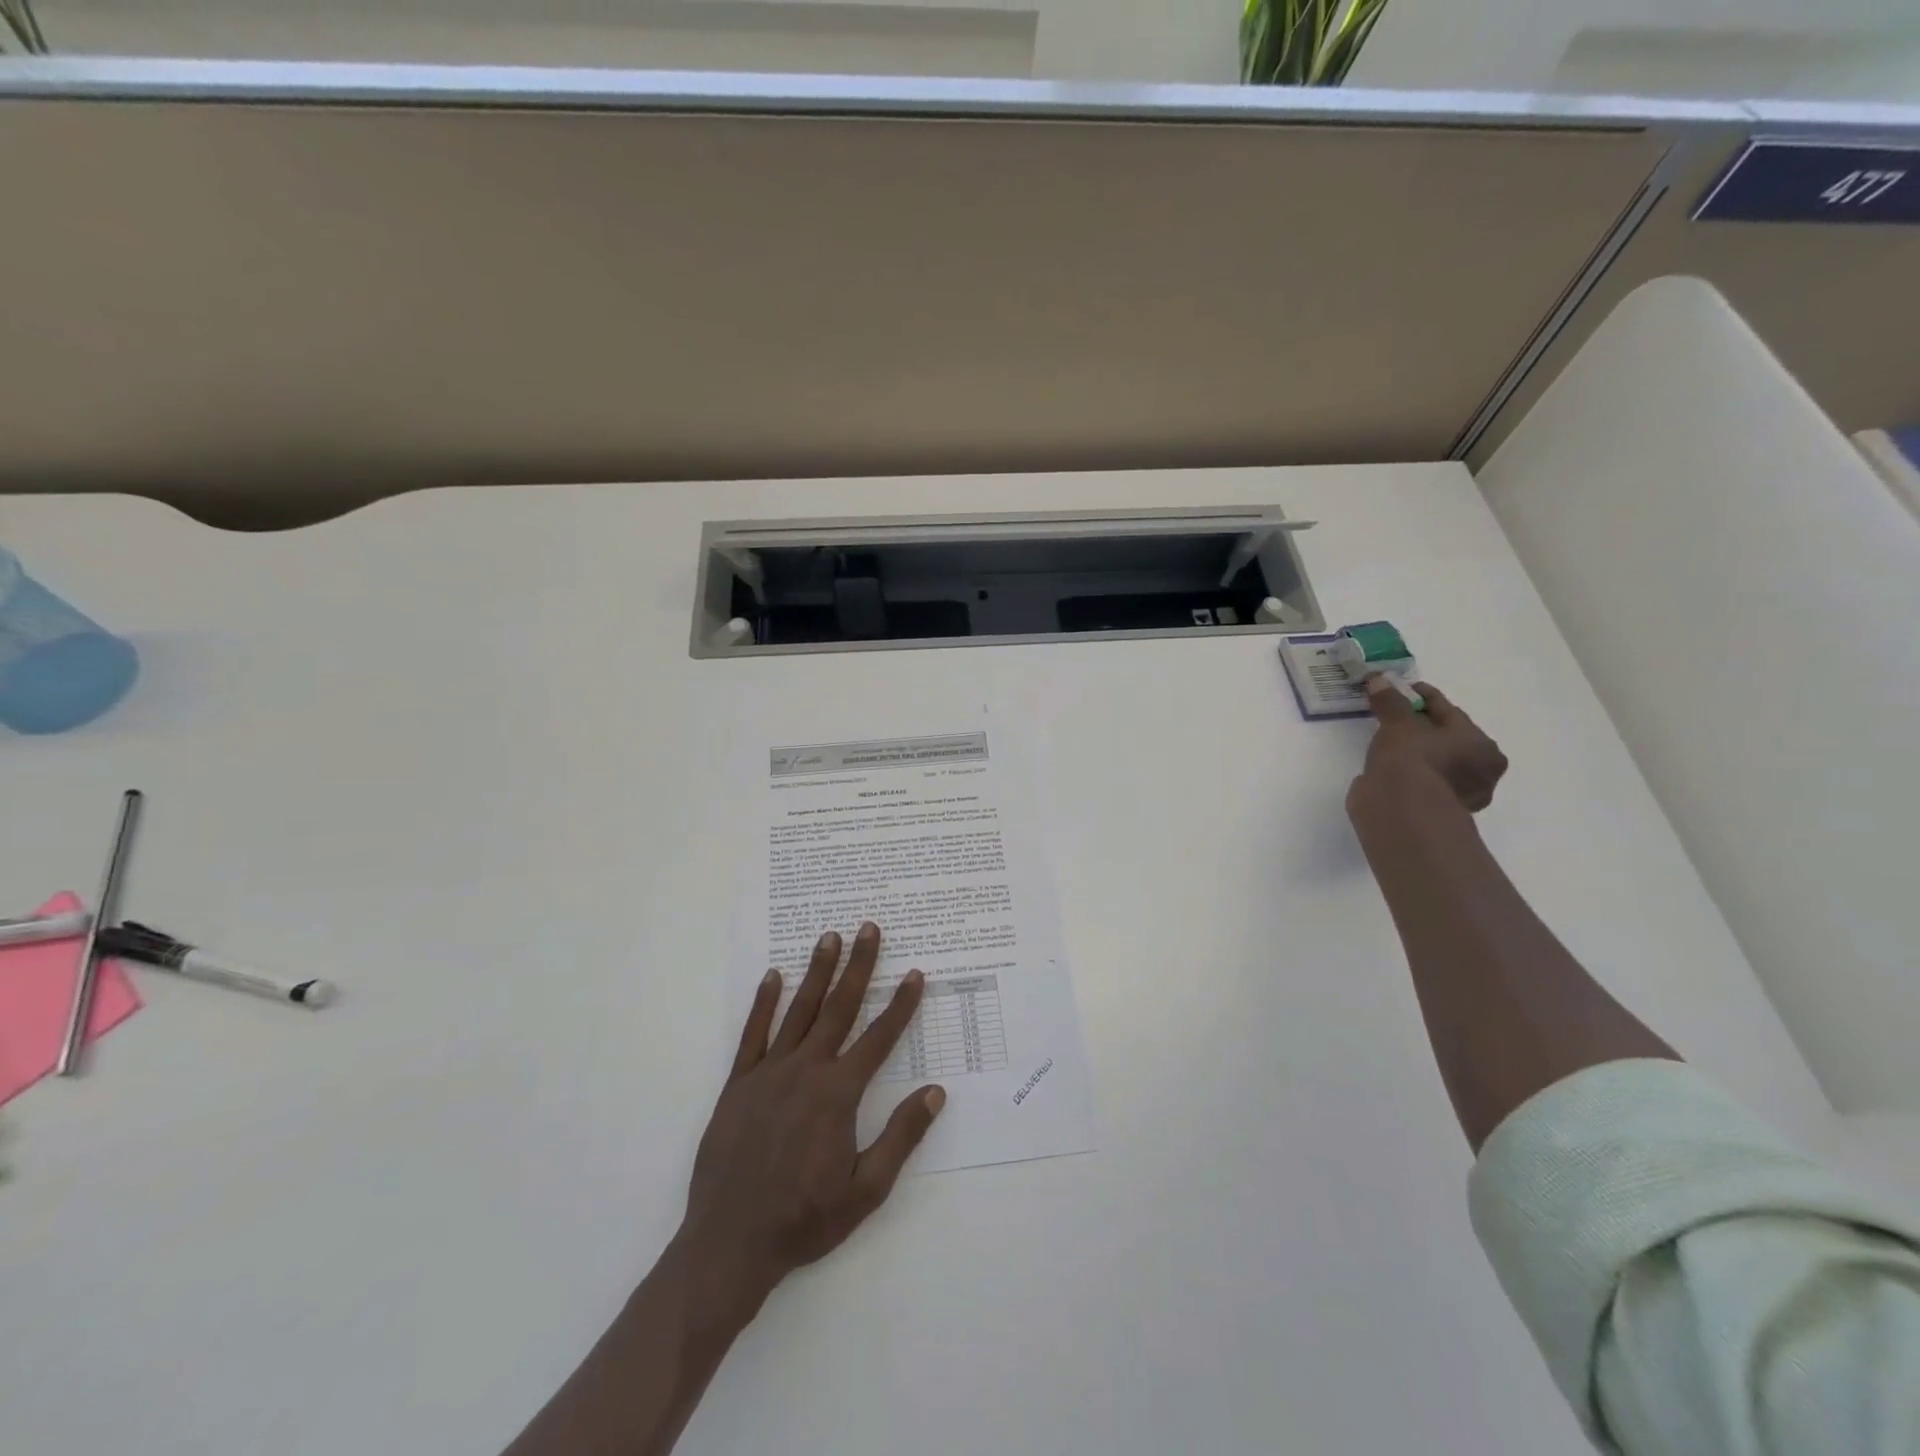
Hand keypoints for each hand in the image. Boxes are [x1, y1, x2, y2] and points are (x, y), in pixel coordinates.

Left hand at [680, 922, 944, 1317]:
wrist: (729, 1244)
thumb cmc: (804, 1220)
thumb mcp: (866, 1190)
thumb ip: (901, 1136)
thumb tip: (935, 1091)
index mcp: (838, 1094)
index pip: (878, 1038)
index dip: (900, 1005)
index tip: (915, 974)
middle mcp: (806, 1071)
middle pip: (839, 1008)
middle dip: (858, 966)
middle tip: (869, 929)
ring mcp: (768, 1073)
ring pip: (799, 1011)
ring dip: (817, 972)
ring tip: (830, 937)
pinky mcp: (738, 1083)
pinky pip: (753, 1034)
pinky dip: (764, 1003)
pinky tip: (773, 976)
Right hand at [1353, 675, 1507, 812]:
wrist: (1401, 811)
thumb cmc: (1412, 760)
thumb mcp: (1399, 723)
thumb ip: (1390, 701)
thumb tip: (1378, 678)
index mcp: (1482, 745)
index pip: (1449, 712)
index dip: (1424, 697)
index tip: (1403, 690)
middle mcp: (1479, 771)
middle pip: (1446, 739)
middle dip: (1422, 727)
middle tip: (1395, 717)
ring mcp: (1458, 796)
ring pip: (1434, 762)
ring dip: (1415, 752)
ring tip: (1388, 742)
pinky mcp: (1433, 811)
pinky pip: (1421, 782)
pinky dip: (1408, 773)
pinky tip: (1390, 768)